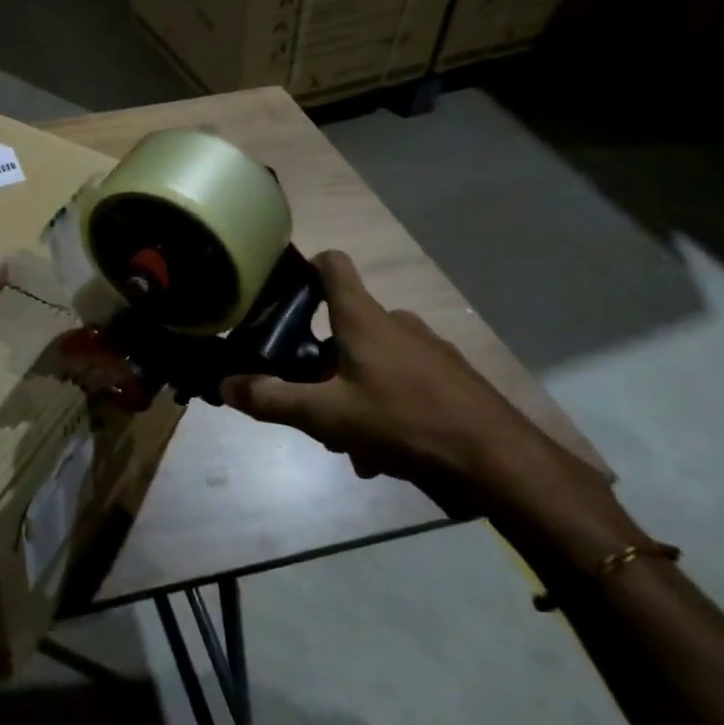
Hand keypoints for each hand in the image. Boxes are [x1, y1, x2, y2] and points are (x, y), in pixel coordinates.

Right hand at [219, 251, 600, 516]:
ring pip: (372, 359)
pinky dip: (385, 406)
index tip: (282, 289)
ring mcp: (428, 348)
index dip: (304, 267)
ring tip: (352, 444)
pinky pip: (403, 381)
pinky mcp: (451, 376)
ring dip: (352, 392)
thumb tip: (223, 385)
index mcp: (363, 318)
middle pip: (344, 324)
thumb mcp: (327, 417)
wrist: (500, 460)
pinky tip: (386, 454)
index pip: (331, 264)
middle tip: (311, 402)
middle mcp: (396, 322)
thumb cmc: (404, 421)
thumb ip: (272, 400)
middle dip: (321, 362)